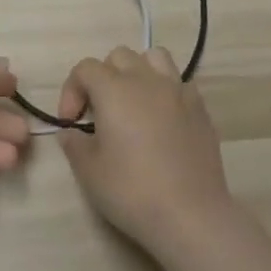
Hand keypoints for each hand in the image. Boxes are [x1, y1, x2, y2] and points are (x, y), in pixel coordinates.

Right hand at [57, 47, 235, 254]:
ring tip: (133, 103)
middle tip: (99, 113)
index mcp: (114, 90)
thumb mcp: (89, 172)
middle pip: (119, 56)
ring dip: (138, 72)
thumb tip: (70, 132)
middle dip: (103, 77)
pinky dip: (165, 91)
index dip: (72, 90)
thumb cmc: (132, 191)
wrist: (190, 214)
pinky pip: (178, 82)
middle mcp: (146, 80)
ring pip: (154, 57)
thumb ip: (74, 144)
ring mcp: (177, 90)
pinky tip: (162, 119)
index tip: (71, 122)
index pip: (85, 68)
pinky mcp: (200, 107)